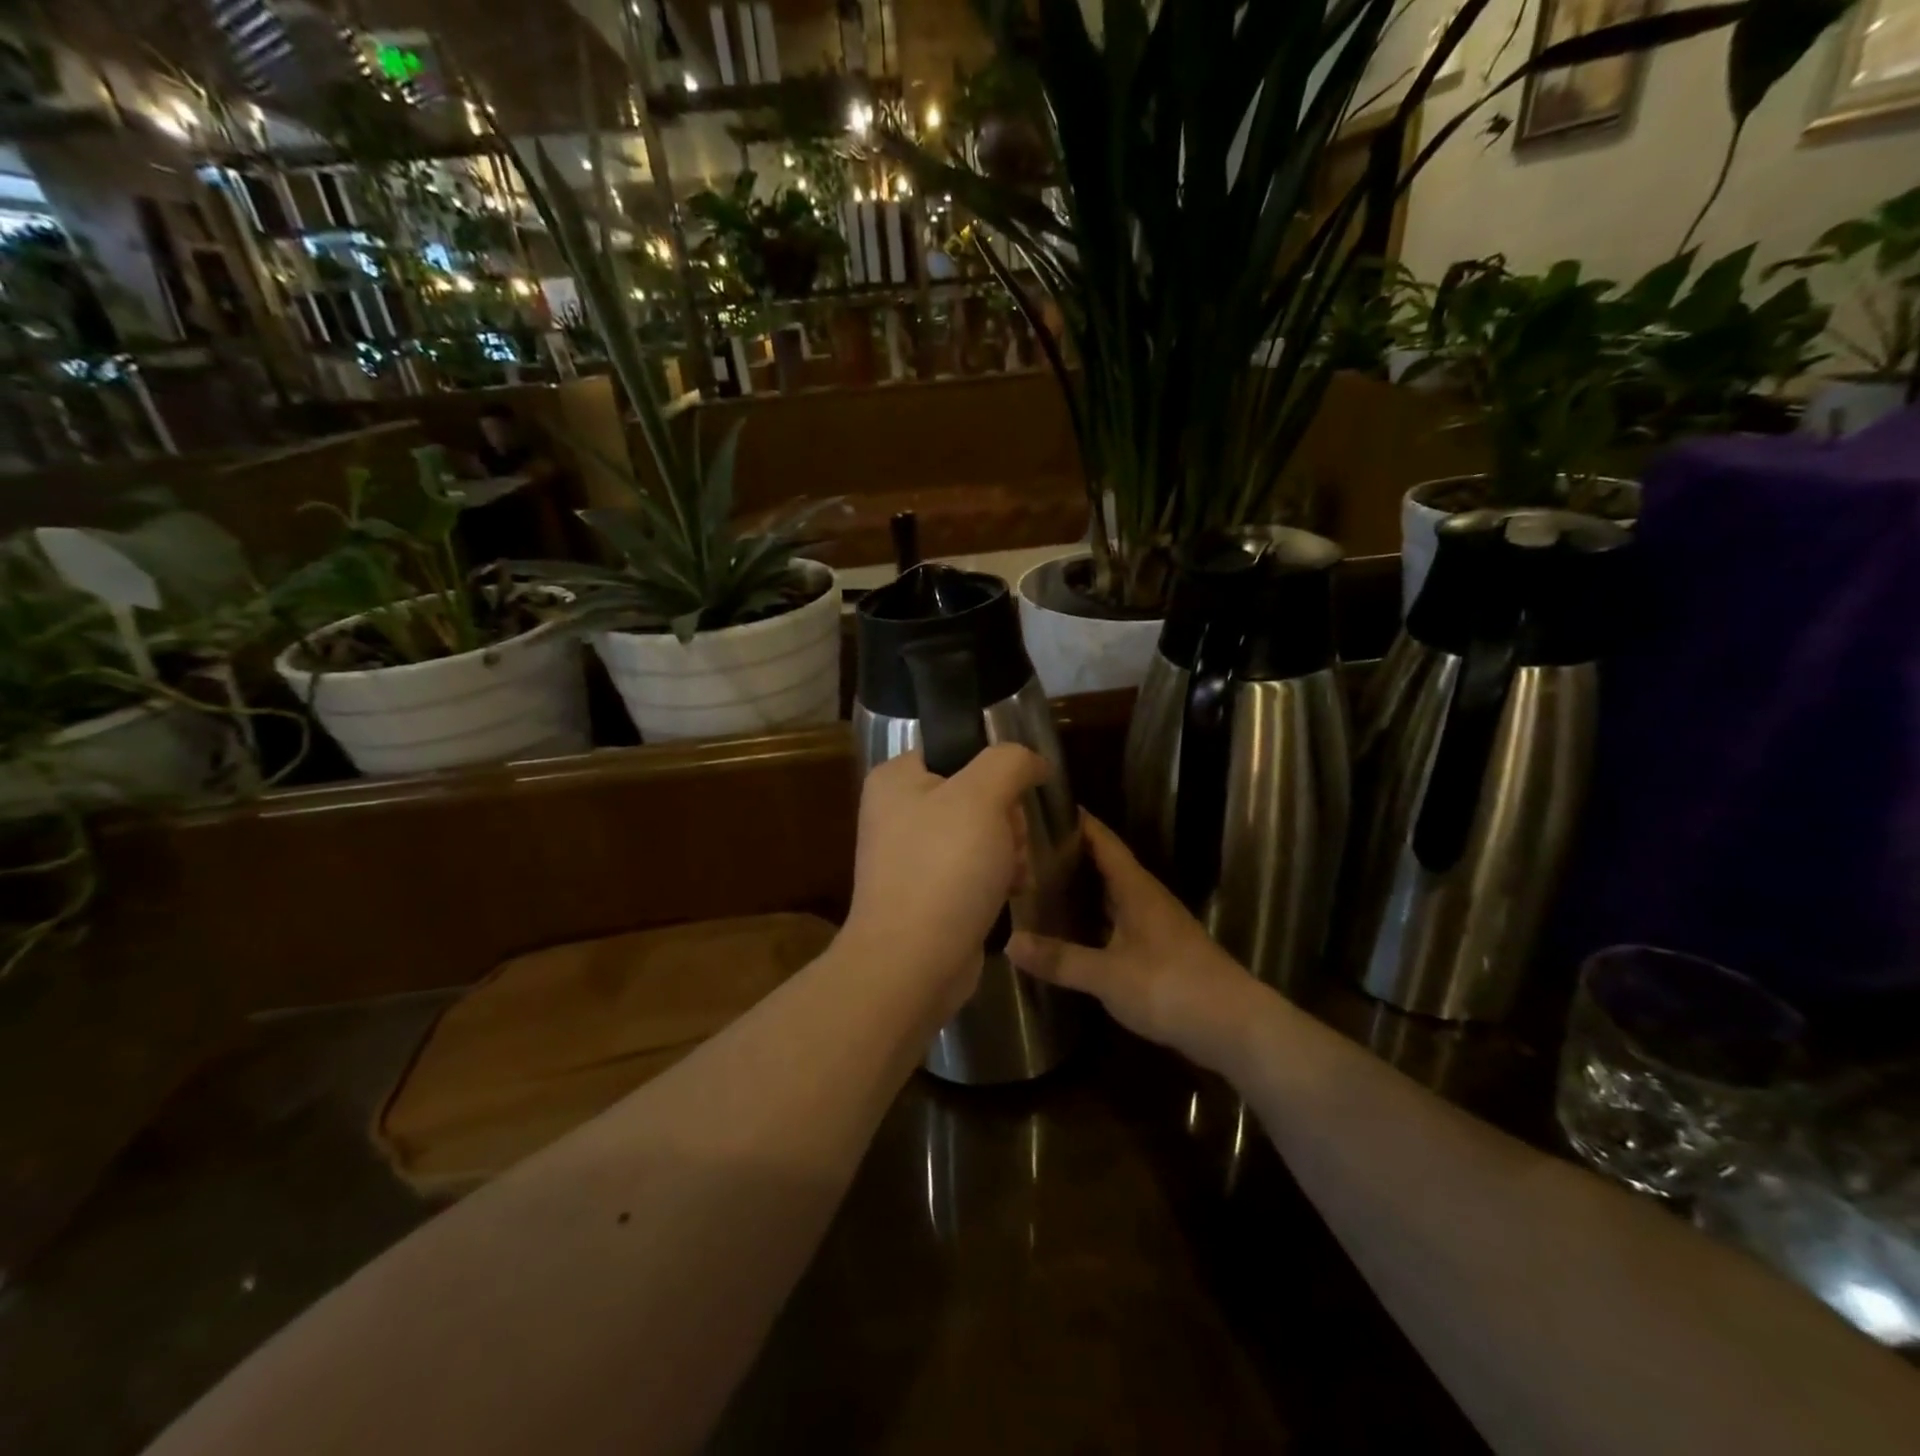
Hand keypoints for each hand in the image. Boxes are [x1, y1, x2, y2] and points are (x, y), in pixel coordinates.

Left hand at [841, 746, 1050, 1014]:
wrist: (913, 964)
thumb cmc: (944, 869)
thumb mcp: (982, 797)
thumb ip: (1010, 761)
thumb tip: (1032, 760)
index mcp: (897, 778)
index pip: (959, 749)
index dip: (995, 770)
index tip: (1012, 797)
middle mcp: (899, 811)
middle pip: (977, 793)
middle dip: (1007, 819)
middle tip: (1007, 843)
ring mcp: (913, 854)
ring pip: (983, 832)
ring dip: (1009, 850)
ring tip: (1011, 874)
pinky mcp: (929, 891)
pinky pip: (975, 868)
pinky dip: (997, 877)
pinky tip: (1010, 892)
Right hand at [1008, 813, 1267, 1074]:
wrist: (1235, 1027)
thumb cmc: (1171, 987)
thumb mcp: (1108, 975)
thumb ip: (1060, 959)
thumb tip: (1009, 942)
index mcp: (1136, 889)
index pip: (1104, 841)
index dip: (1078, 822)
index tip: (1044, 807)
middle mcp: (1147, 898)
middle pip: (1107, 865)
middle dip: (1071, 855)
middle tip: (1027, 850)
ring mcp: (1157, 924)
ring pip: (1113, 894)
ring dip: (1083, 887)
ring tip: (1042, 885)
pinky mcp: (1160, 950)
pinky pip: (1119, 920)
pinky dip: (1095, 918)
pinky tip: (1074, 931)